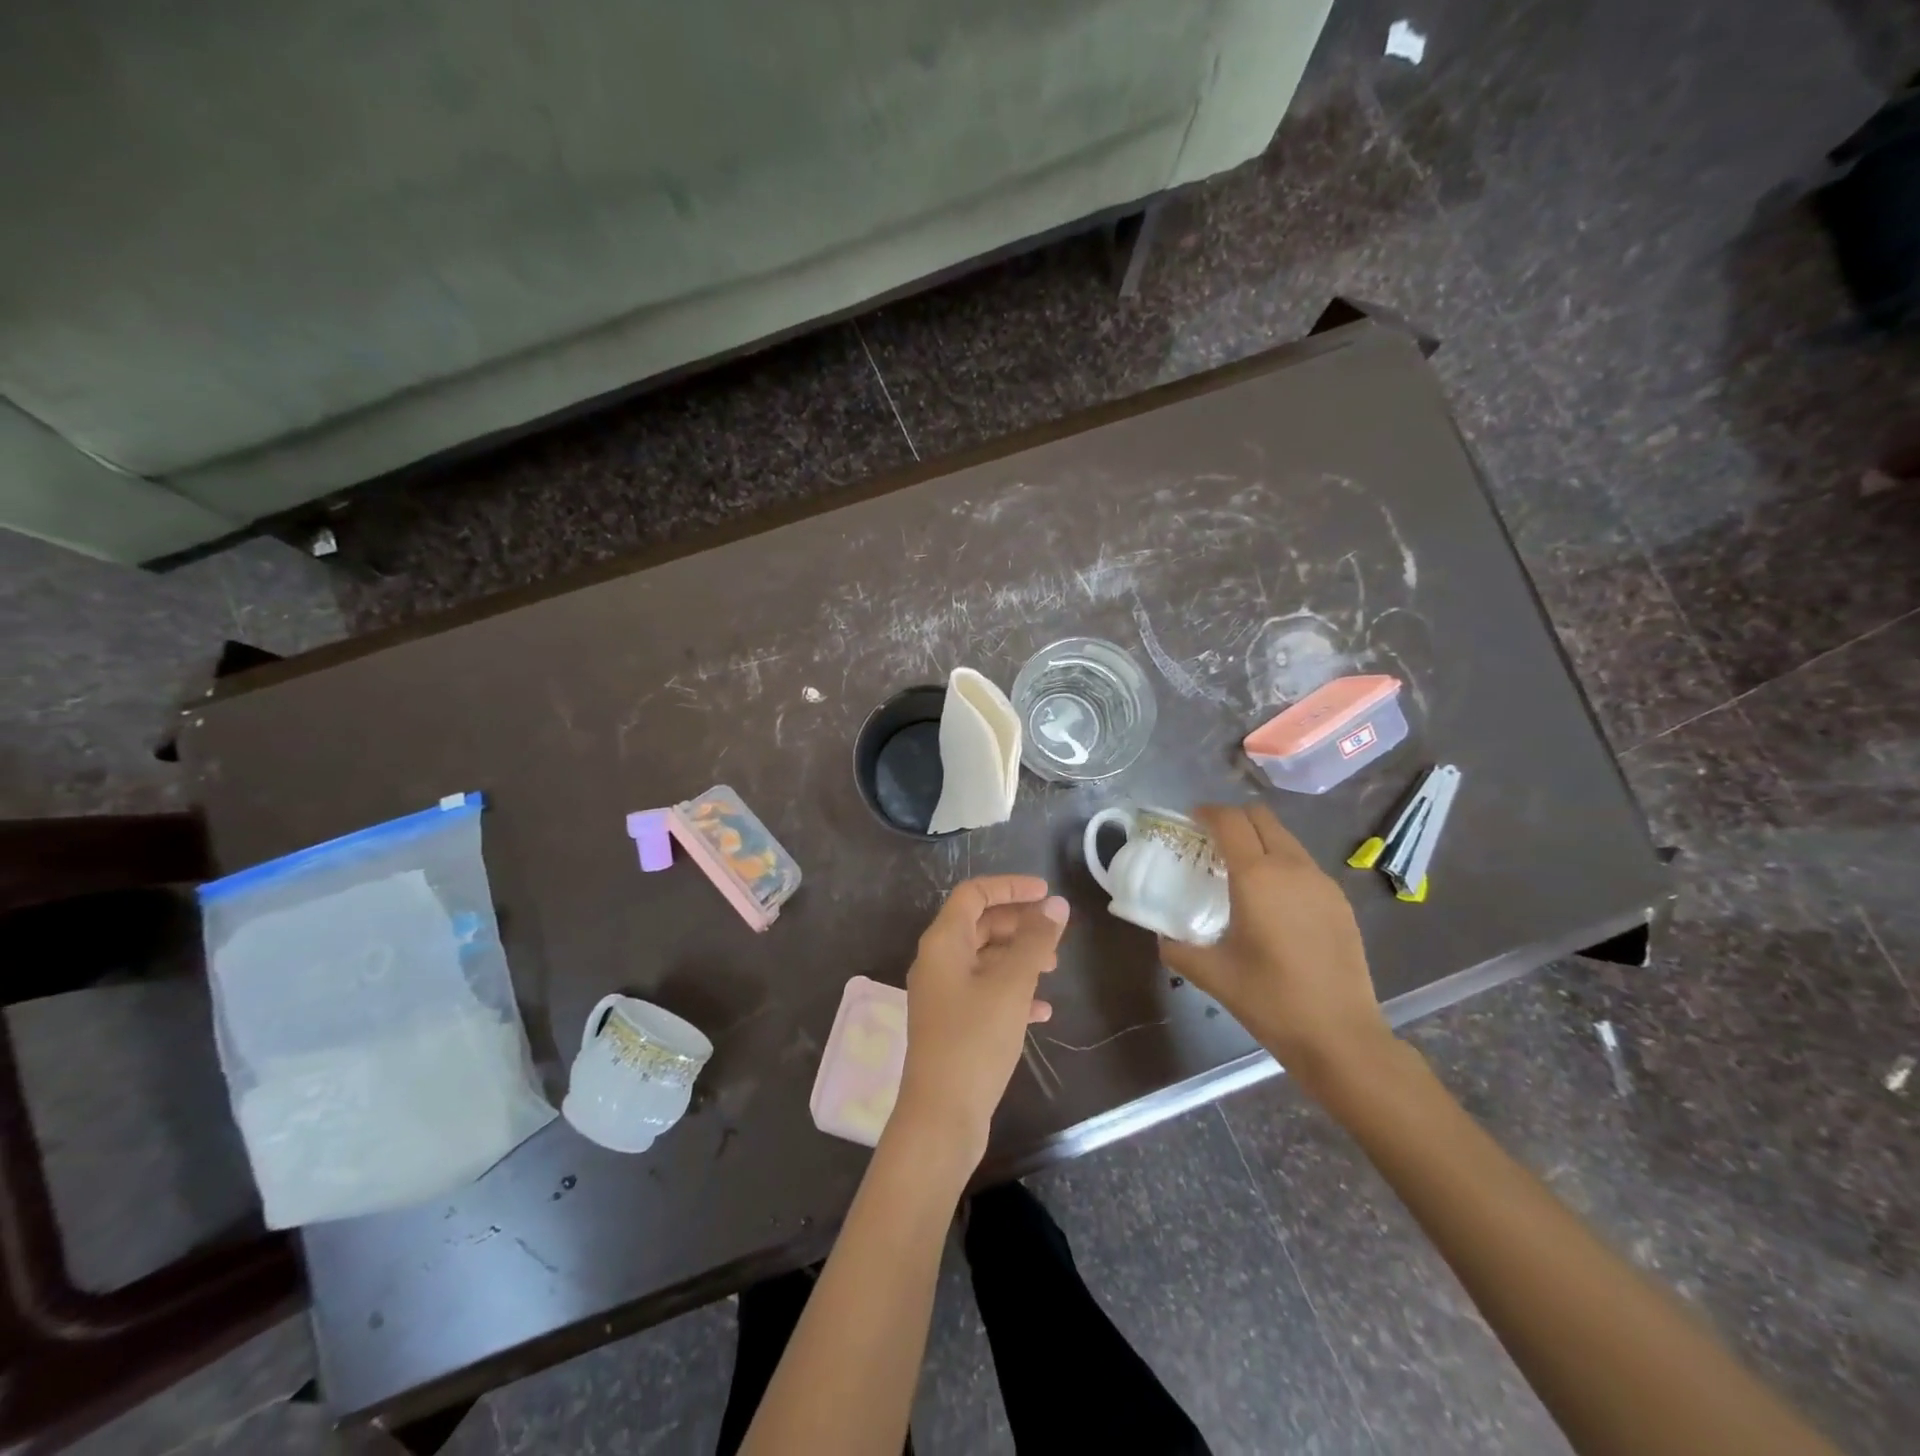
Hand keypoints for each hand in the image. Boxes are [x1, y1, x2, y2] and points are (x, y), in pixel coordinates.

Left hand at [892, 876, 1068, 1169]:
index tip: (1046, 894)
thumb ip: (1035, 941)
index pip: (974, 894)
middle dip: (1019, 924)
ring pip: (984, 960)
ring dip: (1018, 957)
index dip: (1010, 887)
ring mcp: (943, 994)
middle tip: (1055, 934)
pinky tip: (1042, 1011)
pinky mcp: (952, 1023)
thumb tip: (1056, 905)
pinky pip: (984, 992)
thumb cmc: (975, 1040)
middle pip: (980, 925)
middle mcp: (937, 961)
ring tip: (1053, 969)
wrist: (942, 1115)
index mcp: (943, 942)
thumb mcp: (1011, 985)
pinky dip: (1012, 992)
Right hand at [1158, 803, 1390, 1091]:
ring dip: (1259, 841)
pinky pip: (1304, 865)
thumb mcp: (1212, 975)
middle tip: (1211, 842)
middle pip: (1261, 817)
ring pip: (1286, 839)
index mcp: (1256, 877)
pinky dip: (1282, 864)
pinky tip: (1273, 900)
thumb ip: (1178, 949)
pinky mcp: (1340, 902)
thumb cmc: (1270, 1000)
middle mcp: (1291, 867)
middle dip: (1233, 819)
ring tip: (1240, 871)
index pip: (1229, 821)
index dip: (1207, 813)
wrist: (1341, 1036)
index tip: (1190, 821)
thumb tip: (1163, 938)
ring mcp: (1322, 882)